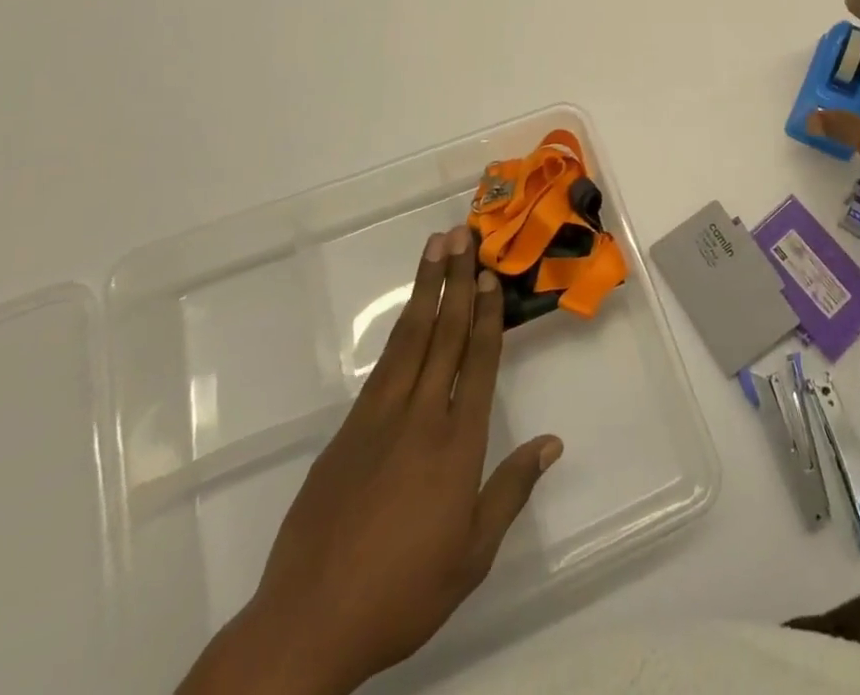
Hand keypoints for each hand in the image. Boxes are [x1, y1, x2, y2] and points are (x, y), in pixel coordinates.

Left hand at [178, 228, 561, 694]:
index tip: (490, 274)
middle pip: (442, 335)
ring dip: (425, 291)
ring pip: (408, 340)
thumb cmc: (402, 592)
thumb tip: (552, 442)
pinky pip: (382, 368)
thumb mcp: (472, 554)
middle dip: (456, 281)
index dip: (486, 315)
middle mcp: (419, 419)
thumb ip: (511, 491)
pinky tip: (408, 316)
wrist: (306, 625)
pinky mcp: (346, 433)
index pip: (476, 363)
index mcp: (455, 445)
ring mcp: (377, 420)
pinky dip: (400, 332)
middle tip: (462, 235)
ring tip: (435, 249)